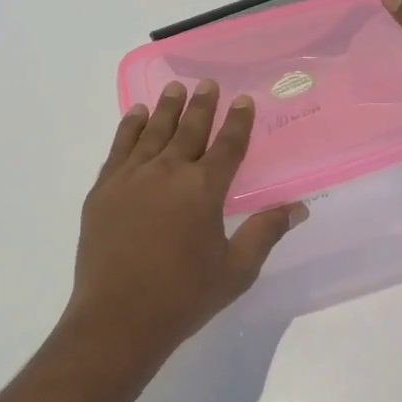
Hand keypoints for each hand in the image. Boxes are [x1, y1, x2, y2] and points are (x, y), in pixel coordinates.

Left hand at [65, 80, 307, 366]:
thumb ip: (265, 232)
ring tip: (174, 87)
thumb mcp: (236, 270)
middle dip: (202, 104)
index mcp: (203, 189)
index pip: (227, 145)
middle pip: (189, 129)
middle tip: (207, 83)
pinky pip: (120, 147)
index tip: (243, 100)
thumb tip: (298, 207)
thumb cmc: (183, 297)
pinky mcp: (104, 189)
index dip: (238, 121)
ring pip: (153, 131)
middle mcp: (168, 172)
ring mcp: (131, 177)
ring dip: (167, 107)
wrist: (117, 318)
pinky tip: (137, 114)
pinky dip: (130, 127)